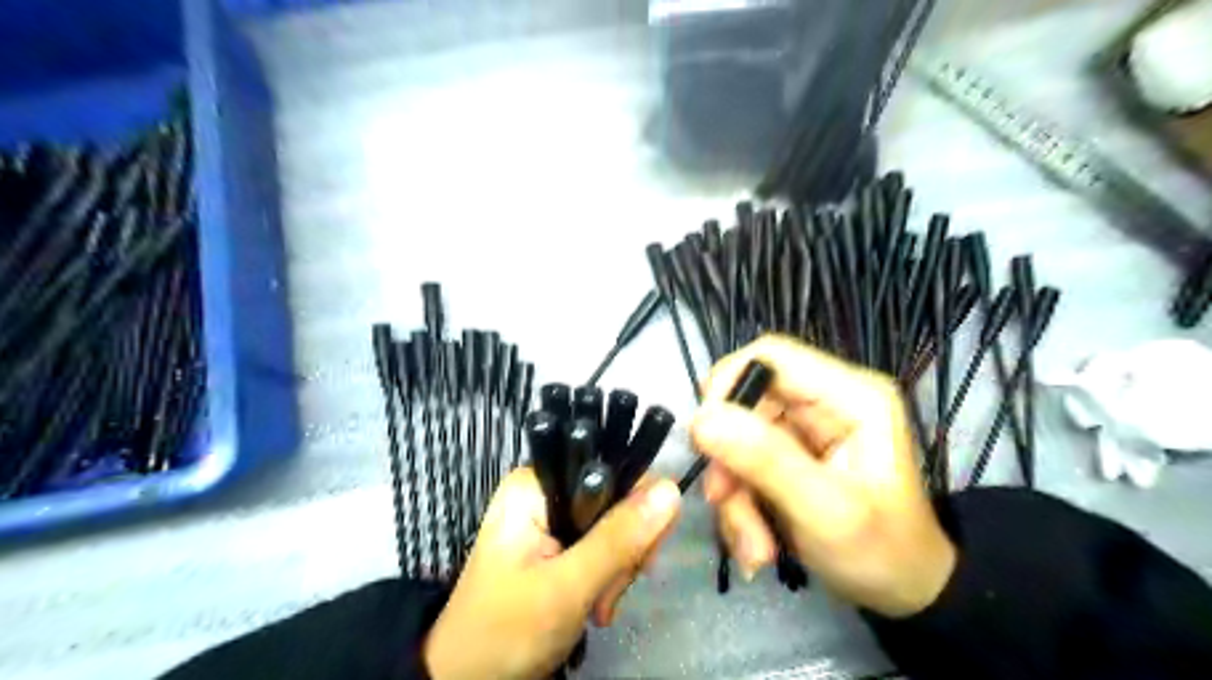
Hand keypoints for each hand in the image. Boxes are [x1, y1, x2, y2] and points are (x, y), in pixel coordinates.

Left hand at [422, 468, 679, 678]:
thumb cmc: (505, 632)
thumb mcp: (565, 588)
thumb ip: (618, 539)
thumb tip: (670, 491)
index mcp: (537, 484)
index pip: (609, 469)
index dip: (636, 506)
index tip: (641, 555)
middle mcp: (547, 491)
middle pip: (617, 498)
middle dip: (624, 550)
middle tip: (608, 595)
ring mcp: (553, 519)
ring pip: (616, 526)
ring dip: (618, 571)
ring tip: (598, 608)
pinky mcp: (560, 544)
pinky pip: (604, 546)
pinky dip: (610, 578)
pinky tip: (597, 606)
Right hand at [691, 334, 957, 615]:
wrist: (903, 595)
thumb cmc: (883, 552)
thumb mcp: (825, 511)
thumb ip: (766, 460)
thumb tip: (701, 418)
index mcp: (850, 395)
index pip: (771, 356)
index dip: (728, 385)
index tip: (703, 436)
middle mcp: (825, 401)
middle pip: (747, 402)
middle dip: (729, 458)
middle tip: (723, 502)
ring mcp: (805, 428)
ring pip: (737, 438)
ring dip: (734, 492)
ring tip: (755, 545)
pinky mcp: (788, 454)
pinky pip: (742, 464)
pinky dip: (740, 503)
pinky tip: (757, 543)